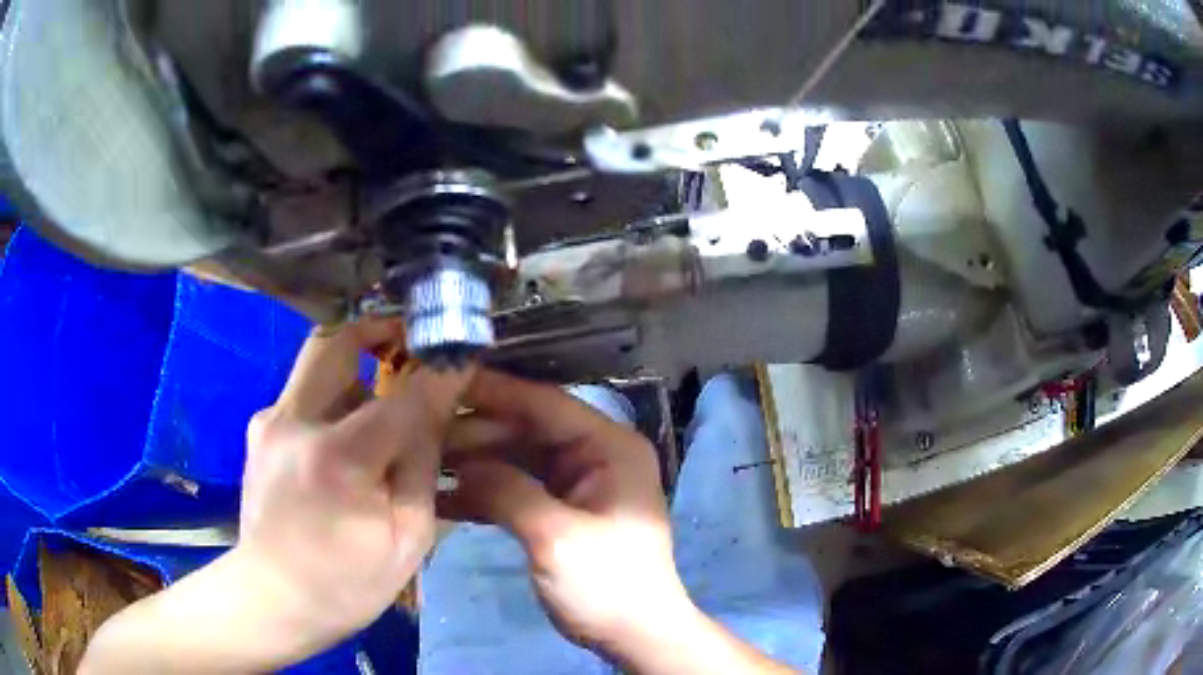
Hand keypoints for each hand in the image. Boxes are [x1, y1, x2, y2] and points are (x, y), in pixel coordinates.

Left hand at [82, 321, 470, 673]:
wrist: (273, 597)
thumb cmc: (348, 581)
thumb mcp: (407, 537)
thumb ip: (423, 464)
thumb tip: (440, 405)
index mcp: (340, 458)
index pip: (405, 394)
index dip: (440, 372)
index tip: (464, 357)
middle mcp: (296, 422)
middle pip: (337, 341)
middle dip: (378, 329)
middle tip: (409, 342)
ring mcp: (270, 420)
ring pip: (316, 360)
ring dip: (355, 364)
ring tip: (382, 392)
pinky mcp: (260, 427)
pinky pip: (302, 390)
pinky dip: (332, 394)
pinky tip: (346, 429)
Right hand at [440, 370, 693, 656]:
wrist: (633, 635)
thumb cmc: (607, 585)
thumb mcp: (556, 538)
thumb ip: (507, 490)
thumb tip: (461, 464)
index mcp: (608, 447)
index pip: (544, 403)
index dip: (493, 391)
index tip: (442, 381)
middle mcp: (593, 454)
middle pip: (524, 429)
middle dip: (474, 434)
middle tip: (419, 436)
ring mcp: (576, 482)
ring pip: (514, 458)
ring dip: (472, 464)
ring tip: (422, 466)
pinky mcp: (559, 509)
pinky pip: (515, 488)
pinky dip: (483, 493)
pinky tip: (442, 499)